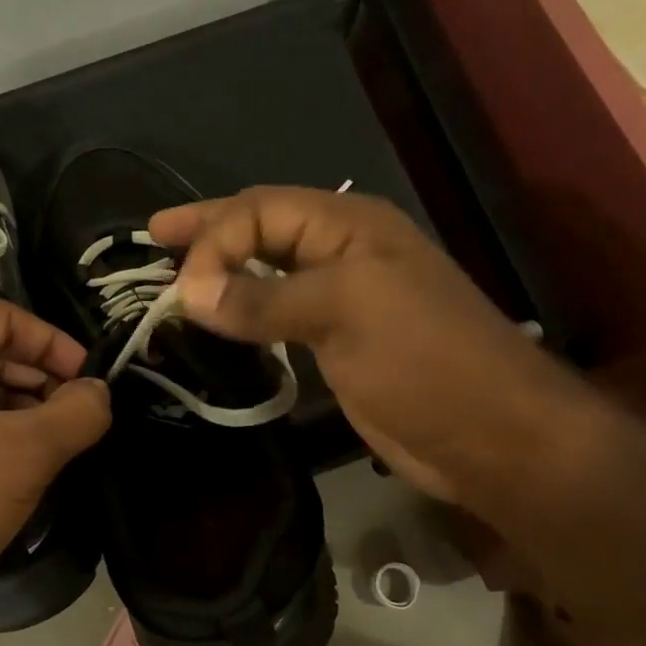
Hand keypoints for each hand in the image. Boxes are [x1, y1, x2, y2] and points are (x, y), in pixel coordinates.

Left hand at [0, 301, 109, 628]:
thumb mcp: (28, 452)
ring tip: (54, 444)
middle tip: (78, 417)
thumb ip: (78, 412)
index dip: (56, 344)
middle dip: (39, 380)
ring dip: (17, 409)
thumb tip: (100, 392)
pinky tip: (15, 466)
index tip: (91, 381)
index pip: (4, 318)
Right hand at [151, 187, 578, 507]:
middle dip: (210, 232)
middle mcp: (342, 253)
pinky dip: (243, 313)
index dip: (215, 240)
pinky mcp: (337, 342)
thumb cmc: (425, 360)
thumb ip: (264, 300)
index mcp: (349, 226)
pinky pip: (277, 314)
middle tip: (156, 234)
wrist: (489, 434)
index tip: (181, 291)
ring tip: (177, 278)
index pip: (261, 211)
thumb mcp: (345, 312)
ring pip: (268, 271)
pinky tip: (220, 319)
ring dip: (223, 272)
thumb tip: (189, 294)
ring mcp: (341, 299)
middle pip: (262, 229)